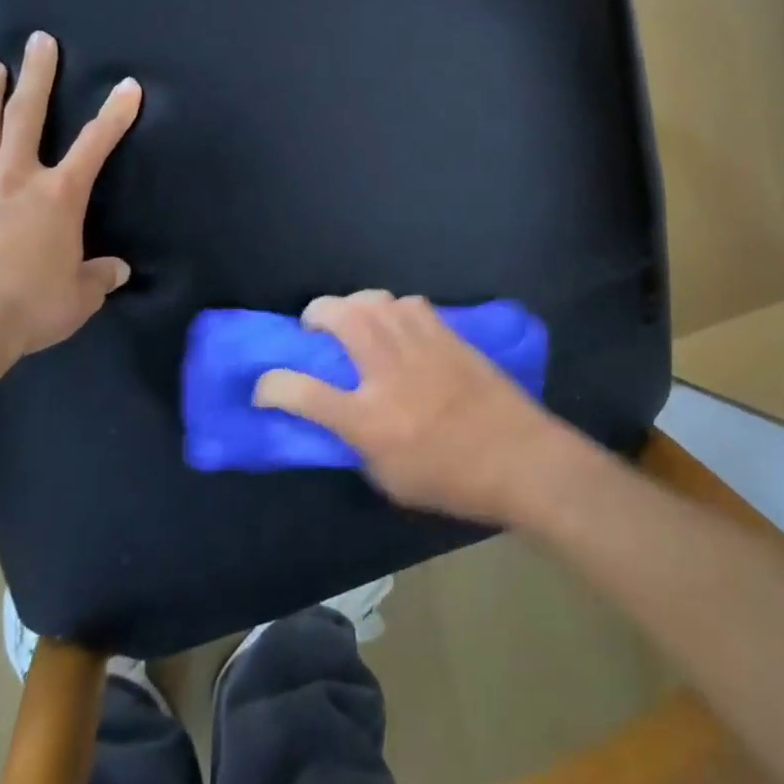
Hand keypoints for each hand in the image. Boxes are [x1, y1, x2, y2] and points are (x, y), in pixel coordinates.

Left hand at [0, 31, 140, 372]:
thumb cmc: (31, 306)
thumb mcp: (79, 298)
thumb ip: (98, 278)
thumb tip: (115, 271)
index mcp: (58, 196)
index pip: (95, 144)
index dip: (115, 113)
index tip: (128, 85)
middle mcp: (15, 182)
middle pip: (26, 117)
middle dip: (36, 76)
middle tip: (39, 40)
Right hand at [252, 291, 574, 523]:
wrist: (519, 458)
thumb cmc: (453, 481)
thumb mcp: (390, 480)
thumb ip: (358, 444)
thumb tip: (341, 418)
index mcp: (370, 420)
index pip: (304, 393)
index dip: (272, 386)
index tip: (264, 386)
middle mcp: (389, 374)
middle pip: (342, 319)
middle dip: (316, 313)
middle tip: (312, 325)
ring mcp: (421, 348)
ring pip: (376, 301)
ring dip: (353, 305)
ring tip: (352, 319)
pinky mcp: (447, 336)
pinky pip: (410, 304)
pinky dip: (392, 308)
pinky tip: (395, 325)